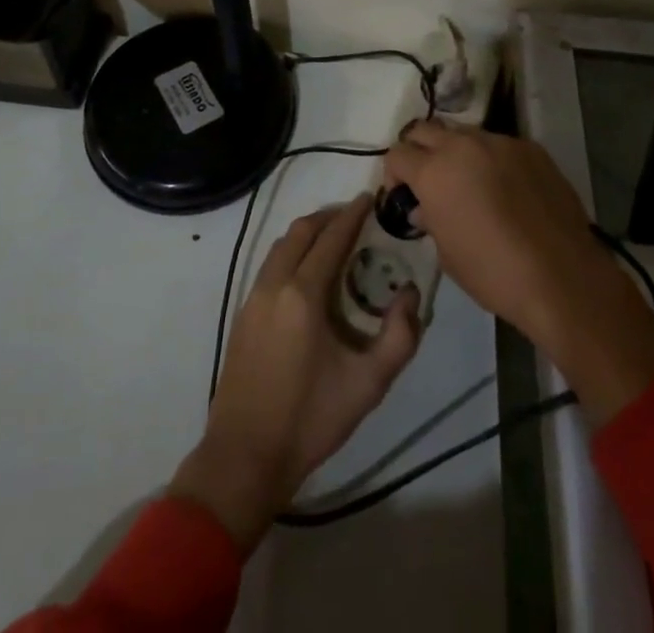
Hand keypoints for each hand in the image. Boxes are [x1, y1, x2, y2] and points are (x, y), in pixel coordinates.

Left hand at [170, 196, 420, 551]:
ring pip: (280, 246)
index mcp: (303, 294)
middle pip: (300, 232)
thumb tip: (411, 293)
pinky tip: (306, 272)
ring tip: (332, 238)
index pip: (331, 238)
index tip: (368, 197)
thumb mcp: (368, 384)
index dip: (351, 215)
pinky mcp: (242, 314)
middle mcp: (274, 284)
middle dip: (327, 217)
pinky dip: (291, 252)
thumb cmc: (310, 419)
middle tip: (353, 214)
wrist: (245, 455)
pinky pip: (270, 265)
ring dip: (306, 233)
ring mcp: (253, 298)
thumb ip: (400, 336)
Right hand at [386, 123, 653, 421]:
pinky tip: (506, 189)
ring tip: (469, 182)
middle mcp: (463, 146)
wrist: (562, 276)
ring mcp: (500, 143)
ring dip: (456, 152)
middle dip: (418, 150)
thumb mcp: (447, 254)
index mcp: (434, 171)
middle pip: (424, 130)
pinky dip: (492, 160)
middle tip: (426, 178)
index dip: (393, 174)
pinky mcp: (531, 149)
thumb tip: (426, 208)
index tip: (402, 194)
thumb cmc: (493, 273)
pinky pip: (500, 145)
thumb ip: (431, 220)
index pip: (397, 154)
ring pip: (464, 133)